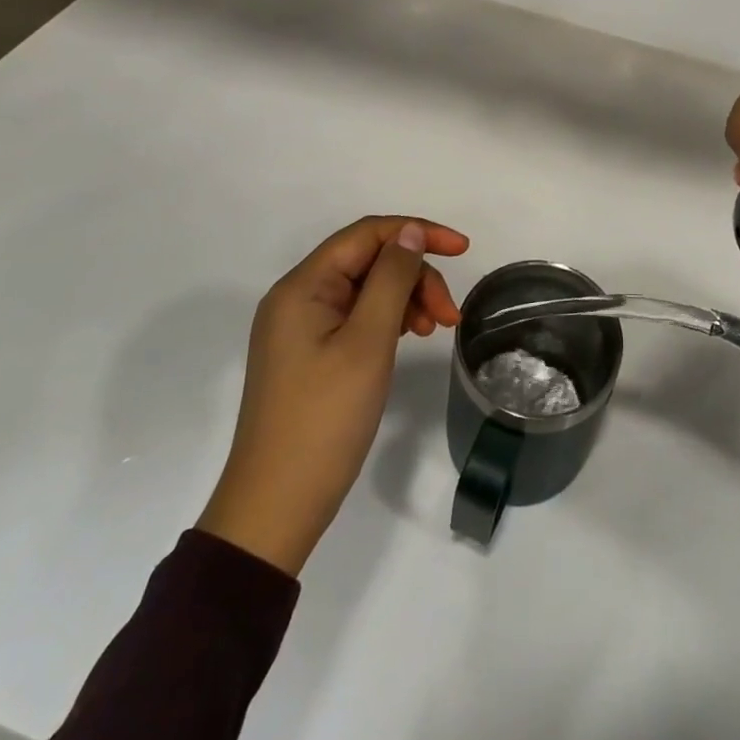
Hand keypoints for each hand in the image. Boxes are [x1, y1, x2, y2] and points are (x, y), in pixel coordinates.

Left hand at [198, 216, 468, 575]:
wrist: (277, 507)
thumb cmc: (325, 419)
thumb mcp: (367, 342)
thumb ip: (391, 278)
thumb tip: (410, 232)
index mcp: (303, 286)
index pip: (367, 234)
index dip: (417, 232)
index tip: (463, 249)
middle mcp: (298, 297)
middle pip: (368, 261)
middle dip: (415, 276)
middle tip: (450, 315)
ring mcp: (302, 327)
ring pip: (367, 289)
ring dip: (407, 298)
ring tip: (435, 330)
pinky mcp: (311, 353)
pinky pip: (357, 316)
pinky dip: (390, 320)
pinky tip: (411, 337)